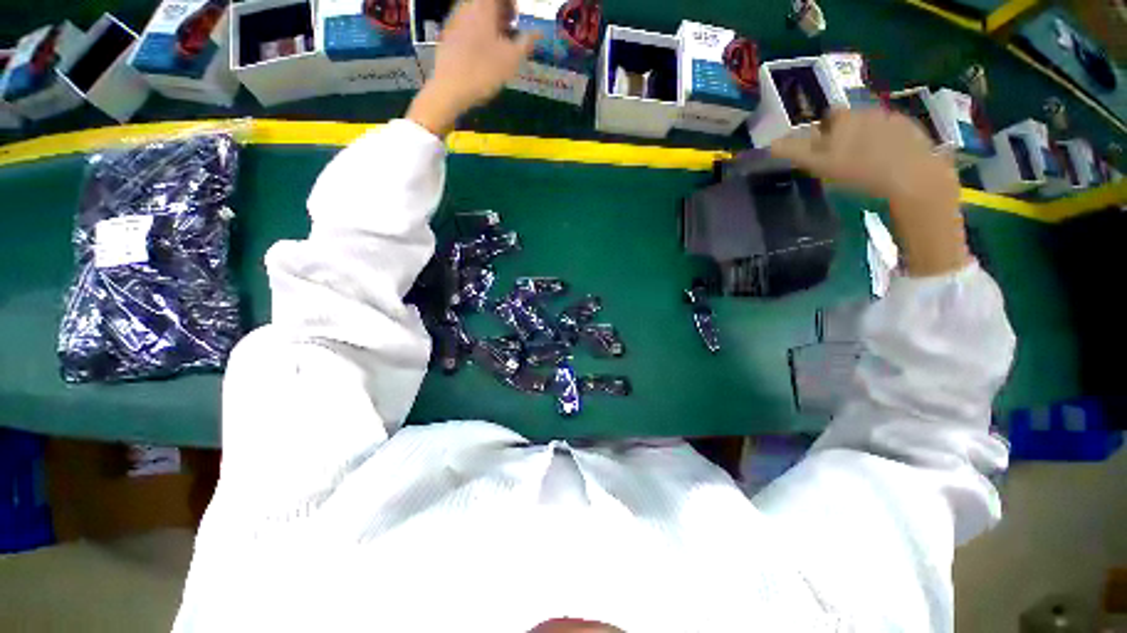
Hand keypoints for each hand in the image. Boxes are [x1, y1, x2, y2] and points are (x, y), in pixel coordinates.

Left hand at [407, 0, 537, 135]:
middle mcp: (467, 6)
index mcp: (483, 6)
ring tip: (498, 46)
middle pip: (487, 2)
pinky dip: (478, 32)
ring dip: (490, 23)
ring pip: (476, 12)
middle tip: (510, 32)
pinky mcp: (447, 34)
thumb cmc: (484, 71)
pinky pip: (466, 24)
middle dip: (501, 12)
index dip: (512, 4)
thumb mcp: (511, 59)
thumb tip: (538, 33)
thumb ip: (526, 42)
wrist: (450, 88)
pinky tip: (482, 53)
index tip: (517, 19)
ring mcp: (454, 19)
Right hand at [771, 109, 970, 276]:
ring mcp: (896, 121)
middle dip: (848, 133)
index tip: (824, 149)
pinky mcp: (916, 133)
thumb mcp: (820, 165)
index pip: (830, 116)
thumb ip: (795, 152)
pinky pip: (897, 133)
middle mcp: (871, 112)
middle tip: (845, 159)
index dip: (825, 130)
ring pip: (875, 125)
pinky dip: (891, 144)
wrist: (913, 181)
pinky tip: (890, 164)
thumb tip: (771, 144)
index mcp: (846, 119)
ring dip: (869, 138)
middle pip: (854, 119)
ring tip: (868, 164)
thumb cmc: (859, 174)